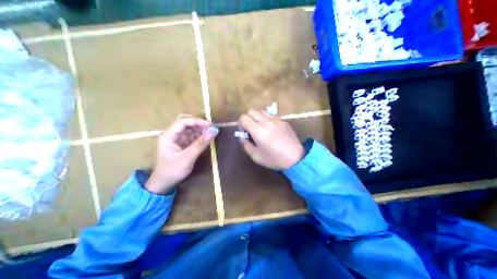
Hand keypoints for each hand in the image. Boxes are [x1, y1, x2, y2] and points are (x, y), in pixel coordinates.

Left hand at [146, 116, 218, 193]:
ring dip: (200, 130)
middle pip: (186, 123)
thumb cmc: (173, 170)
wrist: (164, 183)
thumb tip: (214, 131)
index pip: (183, 122)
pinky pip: (192, 136)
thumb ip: (201, 143)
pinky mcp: (182, 143)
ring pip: (190, 129)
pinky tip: (206, 138)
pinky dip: (199, 136)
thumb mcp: (188, 157)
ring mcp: (177, 139)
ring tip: (211, 133)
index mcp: (168, 135)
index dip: (197, 121)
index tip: (210, 125)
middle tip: (211, 128)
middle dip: (199, 124)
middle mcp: (172, 134)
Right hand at [238, 110, 304, 168]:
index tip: (245, 132)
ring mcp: (276, 119)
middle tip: (251, 129)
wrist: (295, 158)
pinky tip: (271, 129)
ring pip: (261, 111)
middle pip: (251, 111)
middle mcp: (266, 122)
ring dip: (257, 117)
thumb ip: (245, 145)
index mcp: (258, 131)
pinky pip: (271, 115)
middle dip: (248, 119)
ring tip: (261, 128)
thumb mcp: (256, 156)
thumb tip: (242, 136)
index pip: (243, 118)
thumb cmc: (274, 159)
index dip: (241, 124)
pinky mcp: (283, 120)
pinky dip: (267, 119)